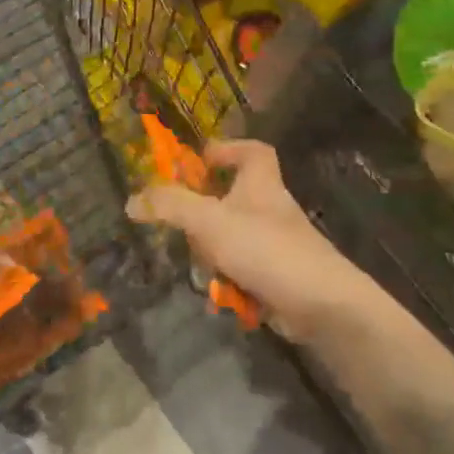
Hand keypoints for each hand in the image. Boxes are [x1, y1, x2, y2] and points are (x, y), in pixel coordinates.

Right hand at [126, 139, 384, 345]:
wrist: (321, 304)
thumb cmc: (266, 248)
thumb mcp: (210, 221)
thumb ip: (170, 206)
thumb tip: (132, 200)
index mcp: (260, 183)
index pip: (252, 151)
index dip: (226, 150)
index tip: (199, 162)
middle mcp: (269, 208)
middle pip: (232, 199)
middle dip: (203, 216)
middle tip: (182, 226)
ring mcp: (274, 243)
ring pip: (231, 239)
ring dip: (212, 255)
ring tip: (204, 270)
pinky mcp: (276, 275)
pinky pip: (241, 271)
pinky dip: (228, 282)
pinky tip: (220, 297)